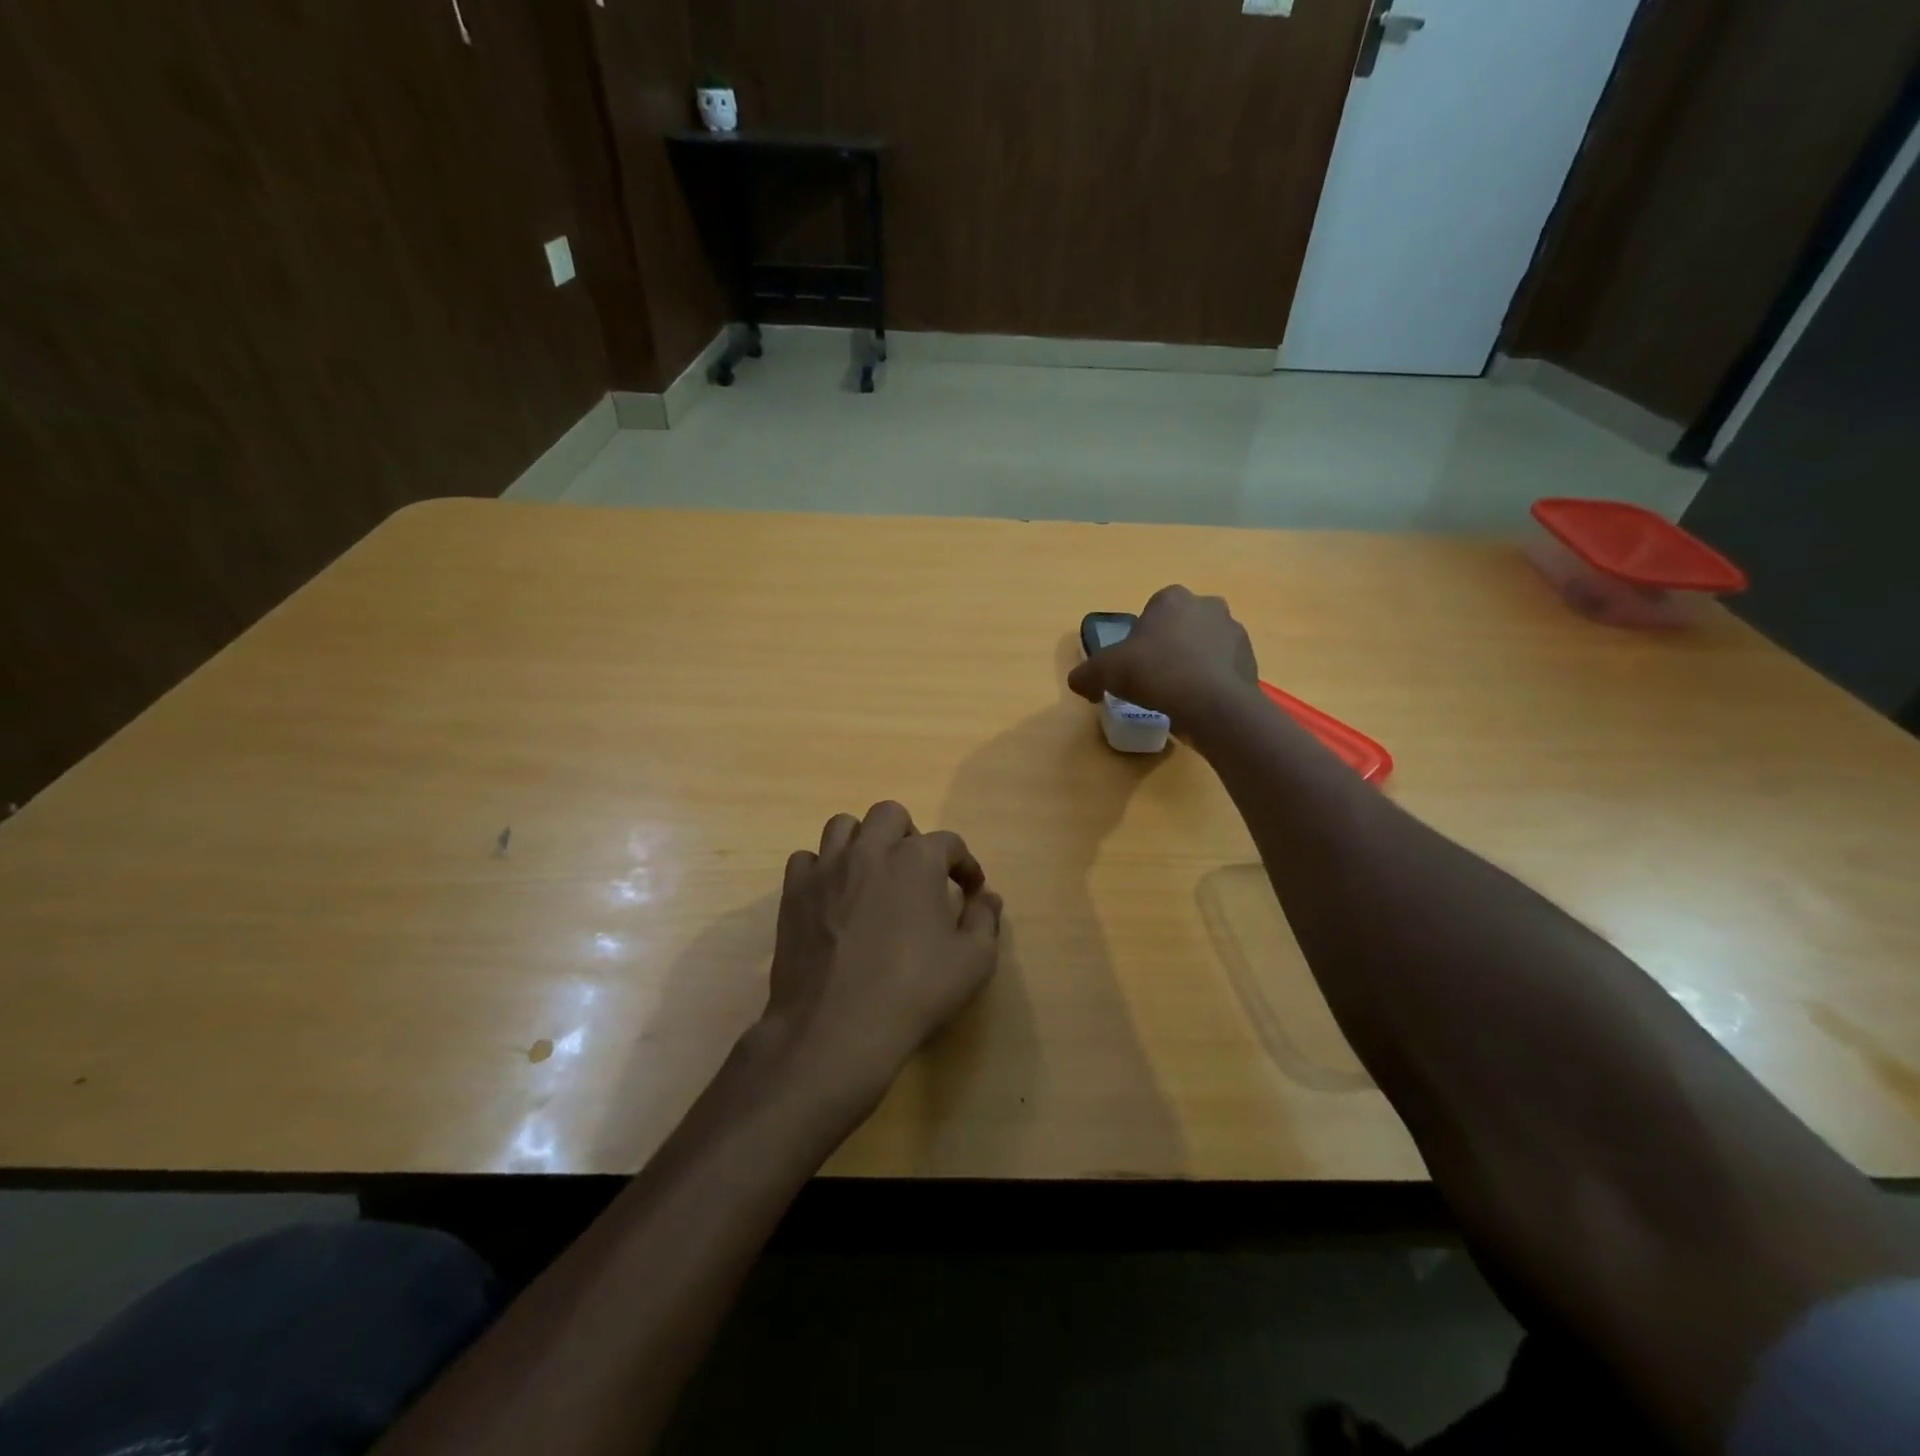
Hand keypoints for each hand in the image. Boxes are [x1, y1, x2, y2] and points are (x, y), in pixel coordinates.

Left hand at [757, 801, 1002, 1111]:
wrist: (835, 1028)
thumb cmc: (913, 992)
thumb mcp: (972, 962)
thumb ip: (985, 920)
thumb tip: (986, 897)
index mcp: (916, 860)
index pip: (949, 842)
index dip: (965, 864)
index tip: (970, 889)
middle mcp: (870, 850)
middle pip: (890, 815)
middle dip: (909, 836)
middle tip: (917, 872)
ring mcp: (826, 869)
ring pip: (843, 826)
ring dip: (863, 842)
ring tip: (873, 874)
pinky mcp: (794, 893)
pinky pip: (806, 859)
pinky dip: (822, 869)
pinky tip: (833, 896)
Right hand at [1067, 585, 1258, 728]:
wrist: (1210, 704)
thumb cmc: (1155, 673)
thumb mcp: (1105, 673)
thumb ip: (1086, 675)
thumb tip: (1078, 683)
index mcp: (1172, 598)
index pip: (1152, 610)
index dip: (1141, 637)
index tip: (1134, 663)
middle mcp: (1208, 606)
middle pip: (1180, 626)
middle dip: (1170, 646)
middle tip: (1154, 678)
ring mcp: (1234, 632)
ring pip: (1205, 646)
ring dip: (1193, 663)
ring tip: (1177, 695)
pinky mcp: (1250, 660)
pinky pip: (1223, 668)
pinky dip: (1211, 681)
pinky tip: (1197, 704)